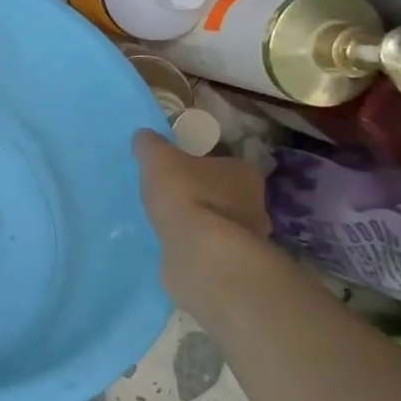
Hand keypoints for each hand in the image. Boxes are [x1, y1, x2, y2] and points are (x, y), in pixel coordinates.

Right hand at [132, 129, 269, 242]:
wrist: (201, 253)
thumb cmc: (185, 194)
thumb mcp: (158, 158)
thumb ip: (151, 145)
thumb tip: (144, 137)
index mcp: (243, 171)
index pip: (223, 161)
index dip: (200, 164)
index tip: (178, 169)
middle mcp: (256, 202)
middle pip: (225, 192)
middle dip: (203, 194)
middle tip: (173, 196)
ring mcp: (251, 237)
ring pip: (221, 222)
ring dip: (202, 222)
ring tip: (172, 223)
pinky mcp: (236, 263)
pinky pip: (213, 247)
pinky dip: (198, 245)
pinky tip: (178, 245)